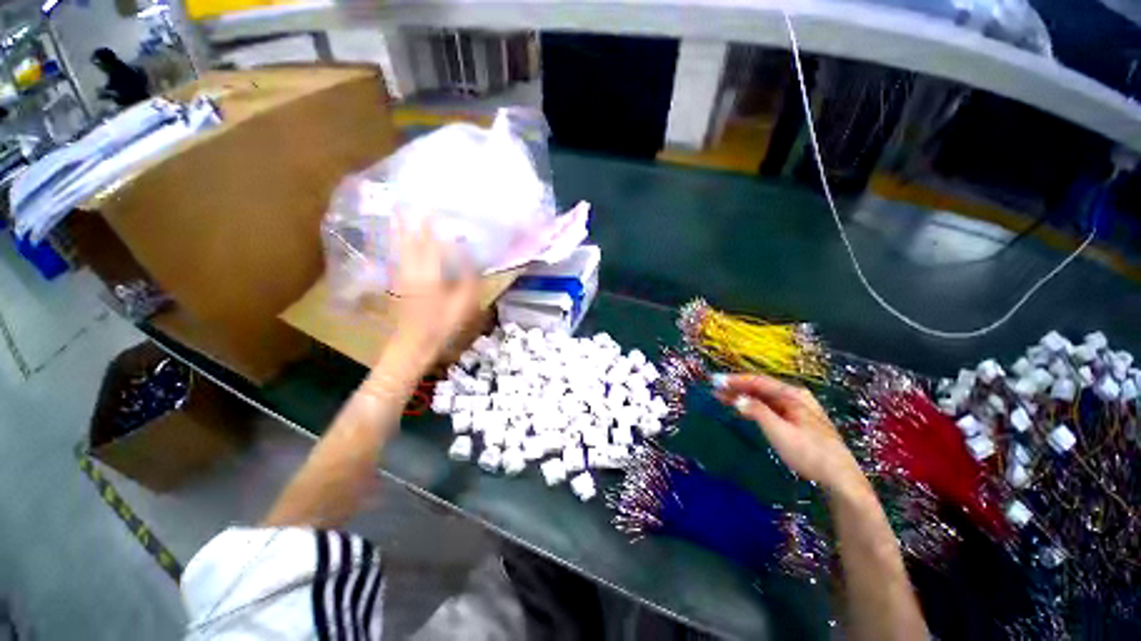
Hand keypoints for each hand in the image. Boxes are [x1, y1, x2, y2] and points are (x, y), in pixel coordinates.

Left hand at [386, 214, 478, 361]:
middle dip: (409, 219)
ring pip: (400, 246)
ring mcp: (401, 276)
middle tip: (409, 200)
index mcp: (429, 273)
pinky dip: (399, 244)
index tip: (433, 206)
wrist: (413, 344)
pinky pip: (398, 256)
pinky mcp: (397, 283)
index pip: (430, 242)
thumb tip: (470, 258)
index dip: (431, 223)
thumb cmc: (442, 325)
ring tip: (401, 212)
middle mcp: (411, 269)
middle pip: (408, 239)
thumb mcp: (463, 305)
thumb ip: (469, 280)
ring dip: (401, 229)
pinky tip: (400, 241)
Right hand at [714, 373, 864, 492]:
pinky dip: (753, 406)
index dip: (735, 380)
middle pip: (761, 387)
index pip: (758, 381)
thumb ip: (757, 412)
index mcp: (792, 395)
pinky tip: (744, 410)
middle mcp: (795, 396)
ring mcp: (798, 408)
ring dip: (744, 397)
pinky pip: (770, 406)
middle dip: (737, 388)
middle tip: (715, 390)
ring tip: (723, 398)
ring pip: (765, 397)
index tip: (715, 381)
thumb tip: (737, 399)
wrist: (840, 478)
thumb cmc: (809, 453)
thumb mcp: (780, 432)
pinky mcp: (798, 420)